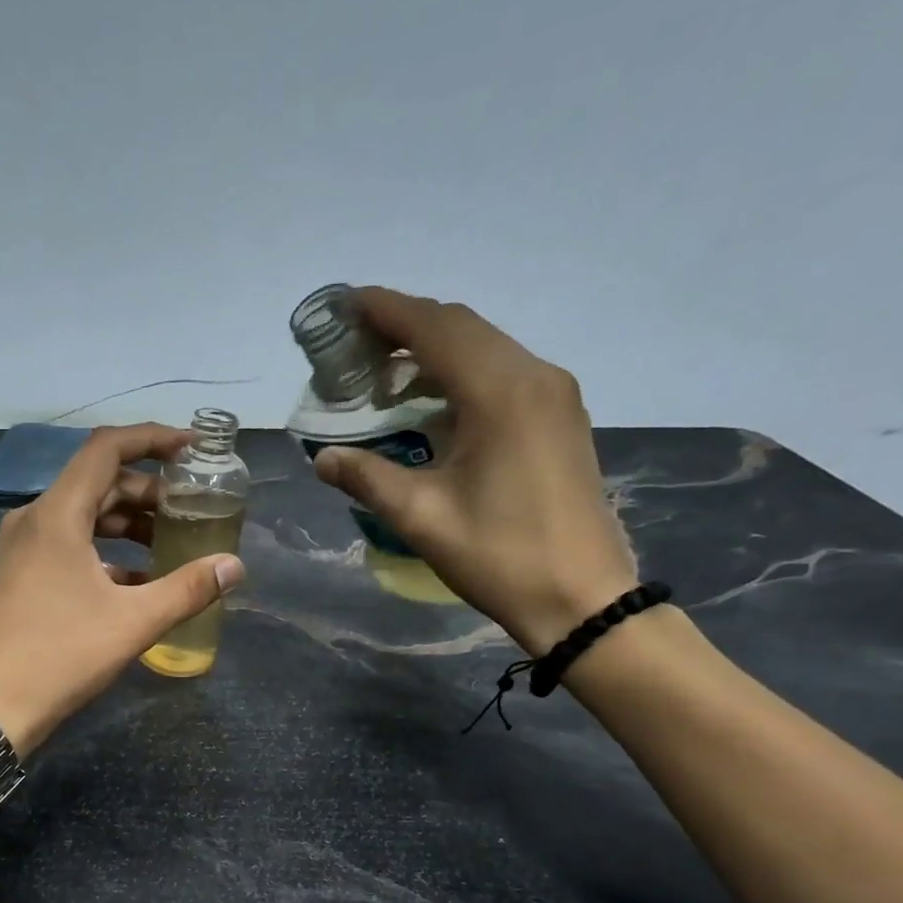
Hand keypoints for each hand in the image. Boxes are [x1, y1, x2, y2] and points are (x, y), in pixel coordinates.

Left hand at [0, 423, 245, 753]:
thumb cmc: (61, 656)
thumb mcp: (132, 622)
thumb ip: (187, 589)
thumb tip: (234, 566)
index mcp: (57, 514)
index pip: (106, 449)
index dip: (152, 439)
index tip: (191, 450)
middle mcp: (34, 520)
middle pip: (97, 483)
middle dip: (147, 491)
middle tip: (190, 508)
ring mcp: (22, 549)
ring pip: (83, 517)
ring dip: (127, 524)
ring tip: (170, 544)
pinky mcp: (19, 576)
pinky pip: (68, 546)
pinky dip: (105, 552)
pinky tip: (137, 581)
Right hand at [310, 288, 637, 654]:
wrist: (580, 597)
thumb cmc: (499, 557)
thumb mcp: (421, 518)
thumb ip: (367, 478)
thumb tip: (322, 459)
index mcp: (499, 392)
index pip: (434, 328)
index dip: (386, 310)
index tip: (344, 305)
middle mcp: (534, 376)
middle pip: (462, 328)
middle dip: (406, 326)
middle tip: (356, 344)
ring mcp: (554, 395)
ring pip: (486, 347)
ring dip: (435, 350)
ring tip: (386, 374)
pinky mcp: (561, 417)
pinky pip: (504, 373)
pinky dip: (462, 373)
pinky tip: (433, 403)